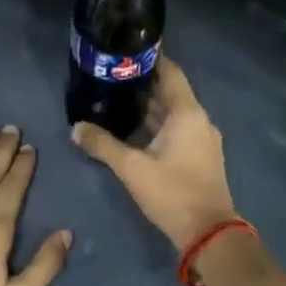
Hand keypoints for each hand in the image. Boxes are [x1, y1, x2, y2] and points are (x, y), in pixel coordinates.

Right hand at [72, 57, 238, 251]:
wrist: (208, 232)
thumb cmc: (172, 192)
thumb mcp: (131, 168)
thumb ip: (102, 145)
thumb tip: (76, 128)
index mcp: (187, 113)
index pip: (170, 73)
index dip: (150, 60)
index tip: (125, 53)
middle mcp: (198, 120)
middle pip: (170, 92)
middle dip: (142, 85)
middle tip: (111, 78)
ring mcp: (202, 139)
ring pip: (173, 113)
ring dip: (148, 107)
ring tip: (116, 100)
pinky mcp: (200, 156)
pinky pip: (177, 129)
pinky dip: (157, 125)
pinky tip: (133, 130)